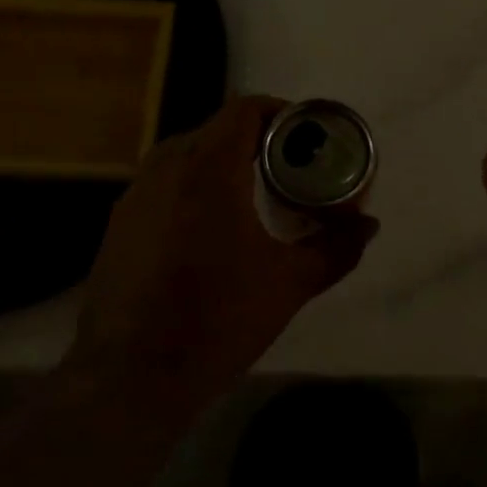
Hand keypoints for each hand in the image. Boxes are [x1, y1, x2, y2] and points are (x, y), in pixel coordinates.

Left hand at [74, 96, 378, 408]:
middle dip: (256, 141)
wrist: (131, 377)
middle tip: (288, 169)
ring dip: (222, 164)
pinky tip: (210, 232)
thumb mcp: (290, 283)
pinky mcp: (118, 225)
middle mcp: (166, 169)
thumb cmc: (218, 319)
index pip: (245, 109)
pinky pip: (163, 186)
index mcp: (208, 169)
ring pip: (186, 156)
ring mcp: (134, 196)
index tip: (306, 137)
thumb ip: (336, 248)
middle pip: (216, 129)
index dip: (281, 112)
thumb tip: (369, 225)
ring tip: (253, 197)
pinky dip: (193, 189)